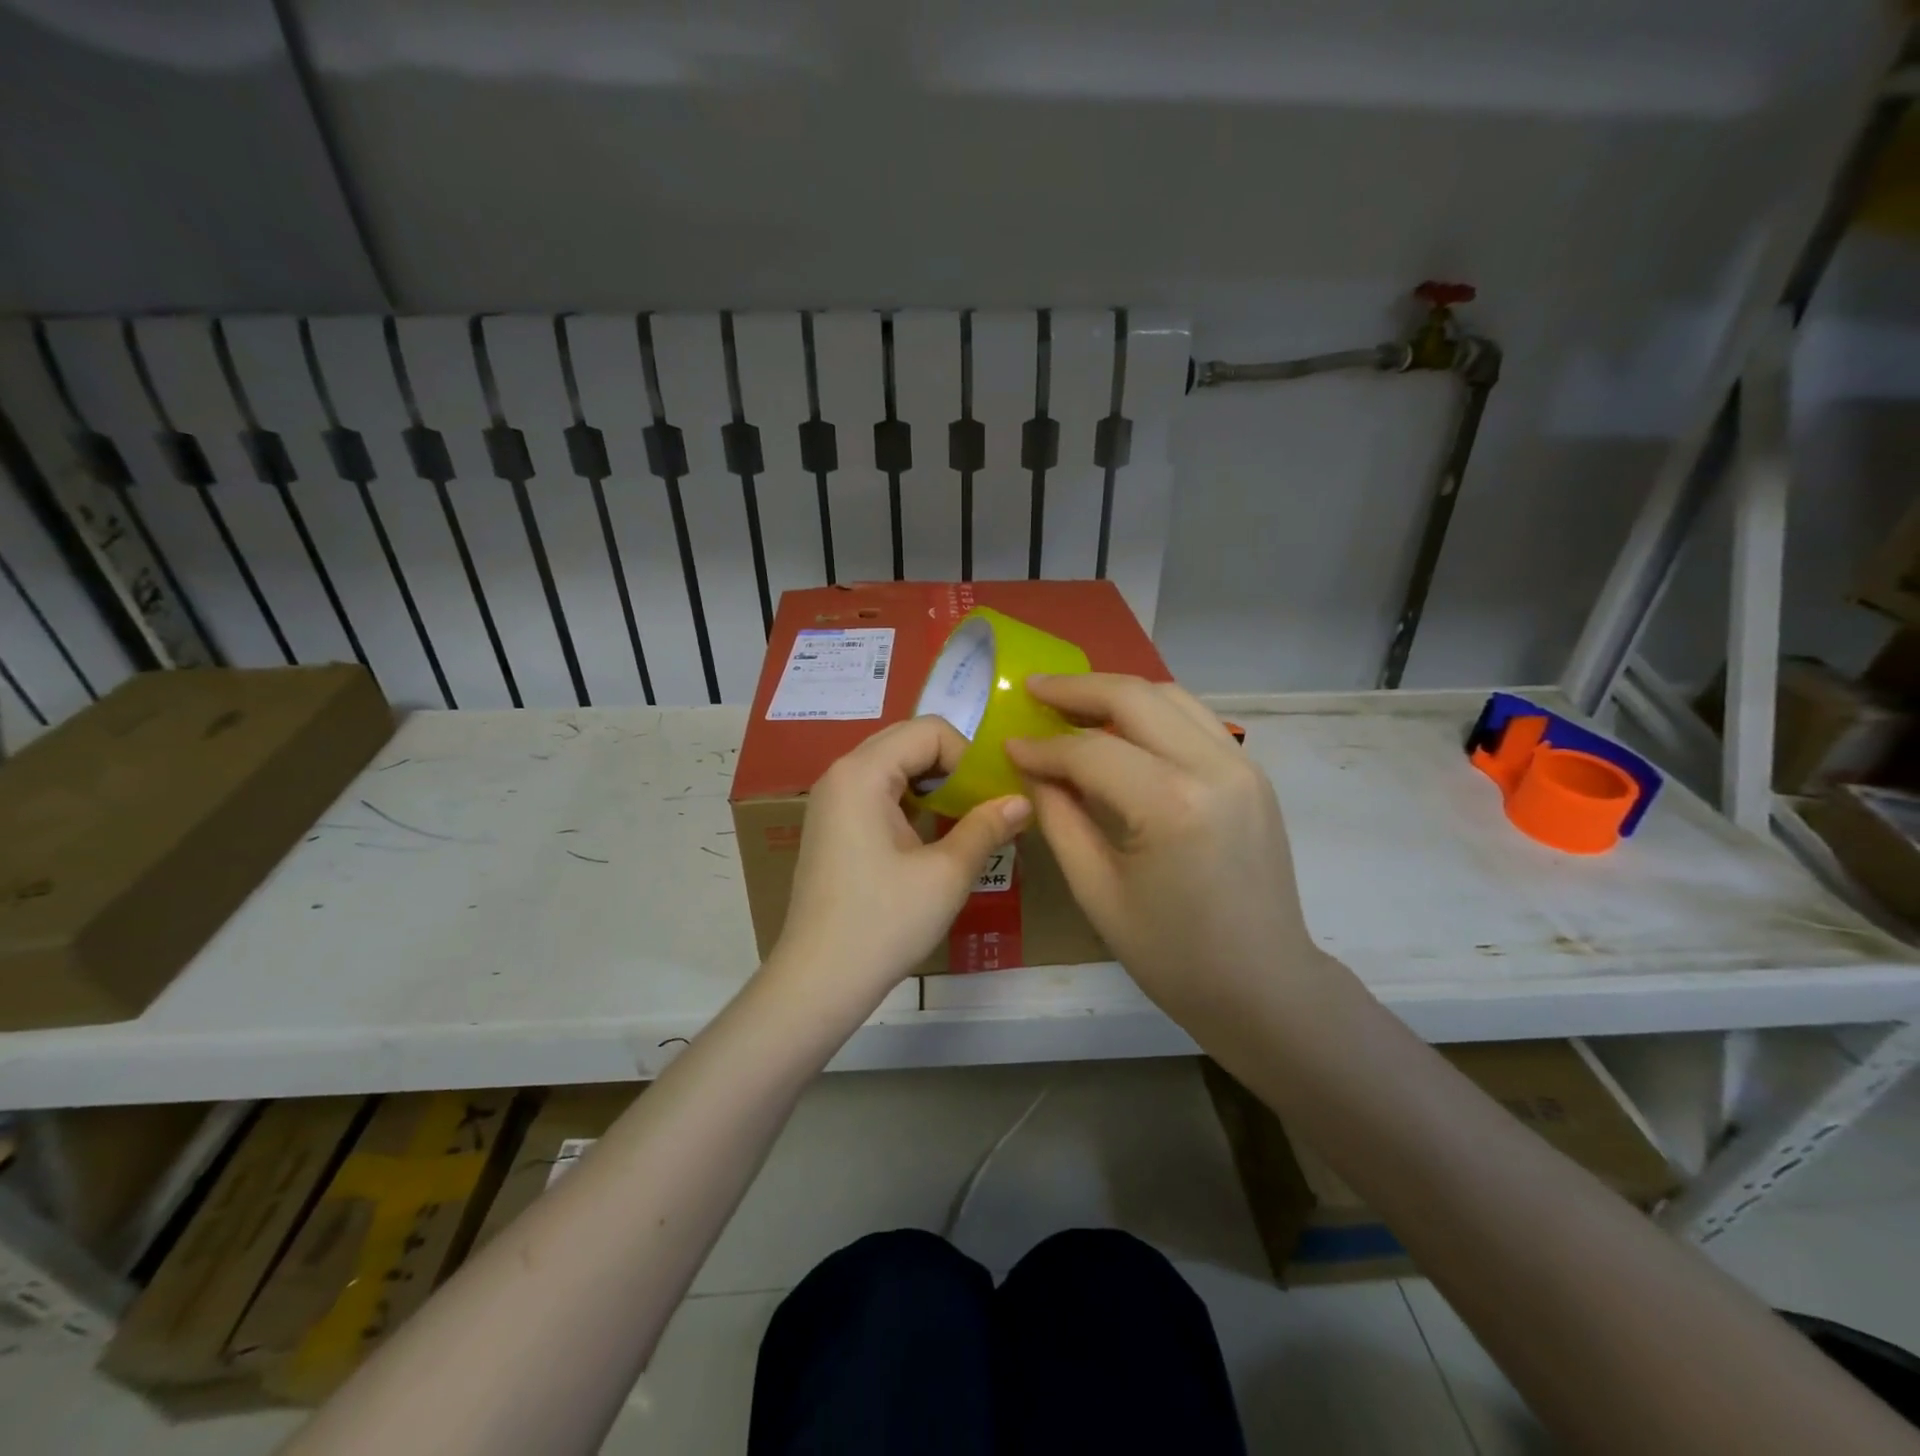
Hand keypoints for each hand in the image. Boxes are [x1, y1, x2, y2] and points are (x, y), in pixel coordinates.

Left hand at [769, 716, 1030, 1009]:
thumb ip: (987, 827)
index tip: (990, 800)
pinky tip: (932, 839)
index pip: (930, 731)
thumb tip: (1023, 801)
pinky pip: (879, 793)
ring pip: (895, 768)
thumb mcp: (946, 874)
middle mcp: (841, 773)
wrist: (819, 981)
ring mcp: (832, 800)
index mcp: (862, 772)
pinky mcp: (832, 825)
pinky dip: (911, 804)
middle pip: (909, 743)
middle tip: (983, 807)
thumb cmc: (884, 923)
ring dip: (934, 787)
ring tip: (963, 823)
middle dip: (953, 769)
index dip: (969, 758)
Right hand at [1006, 675, 1336, 1040]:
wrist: (1264, 985)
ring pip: (1170, 697)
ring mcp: (1243, 765)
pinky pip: (1194, 720)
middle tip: (1035, 689)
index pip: (1091, 751)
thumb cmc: (1172, 955)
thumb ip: (1059, 818)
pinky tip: (1121, 729)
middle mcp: (1214, 768)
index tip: (1008, 744)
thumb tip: (1032, 769)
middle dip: (1077, 689)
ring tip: (1072, 703)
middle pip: (1136, 698)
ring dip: (1117, 693)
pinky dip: (1152, 713)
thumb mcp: (1097, 891)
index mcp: (1171, 806)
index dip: (1042, 746)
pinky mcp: (1253, 773)